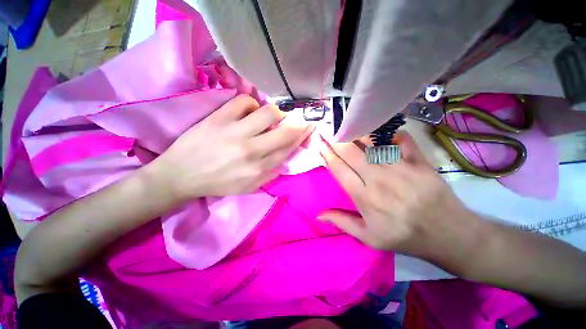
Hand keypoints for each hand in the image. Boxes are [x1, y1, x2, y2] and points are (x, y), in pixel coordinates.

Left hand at [152, 95, 313, 198]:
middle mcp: (251, 151)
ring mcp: (235, 132)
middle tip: (300, 118)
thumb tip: (284, 159)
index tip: (307, 128)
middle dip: (298, 123)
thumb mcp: (248, 188)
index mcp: (258, 169)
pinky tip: (249, 111)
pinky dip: (251, 103)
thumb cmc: (217, 183)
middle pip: (285, 132)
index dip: (301, 137)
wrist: (180, 176)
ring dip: (276, 112)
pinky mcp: (219, 118)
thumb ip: (270, 174)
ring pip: (269, 113)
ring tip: (273, 115)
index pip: (288, 149)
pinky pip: (243, 101)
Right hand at [319, 131, 474, 257]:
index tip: (319, 143)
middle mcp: (378, 179)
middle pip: (351, 152)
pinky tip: (380, 130)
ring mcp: (400, 168)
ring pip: (373, 142)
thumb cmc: (404, 236)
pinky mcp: (419, 161)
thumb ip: (342, 222)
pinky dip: (389, 132)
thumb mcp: (369, 238)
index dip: (327, 155)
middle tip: (327, 129)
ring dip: (357, 132)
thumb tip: (318, 214)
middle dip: (336, 139)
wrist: (448, 234)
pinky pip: (401, 139)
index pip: (339, 170)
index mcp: (364, 197)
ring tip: (347, 124)